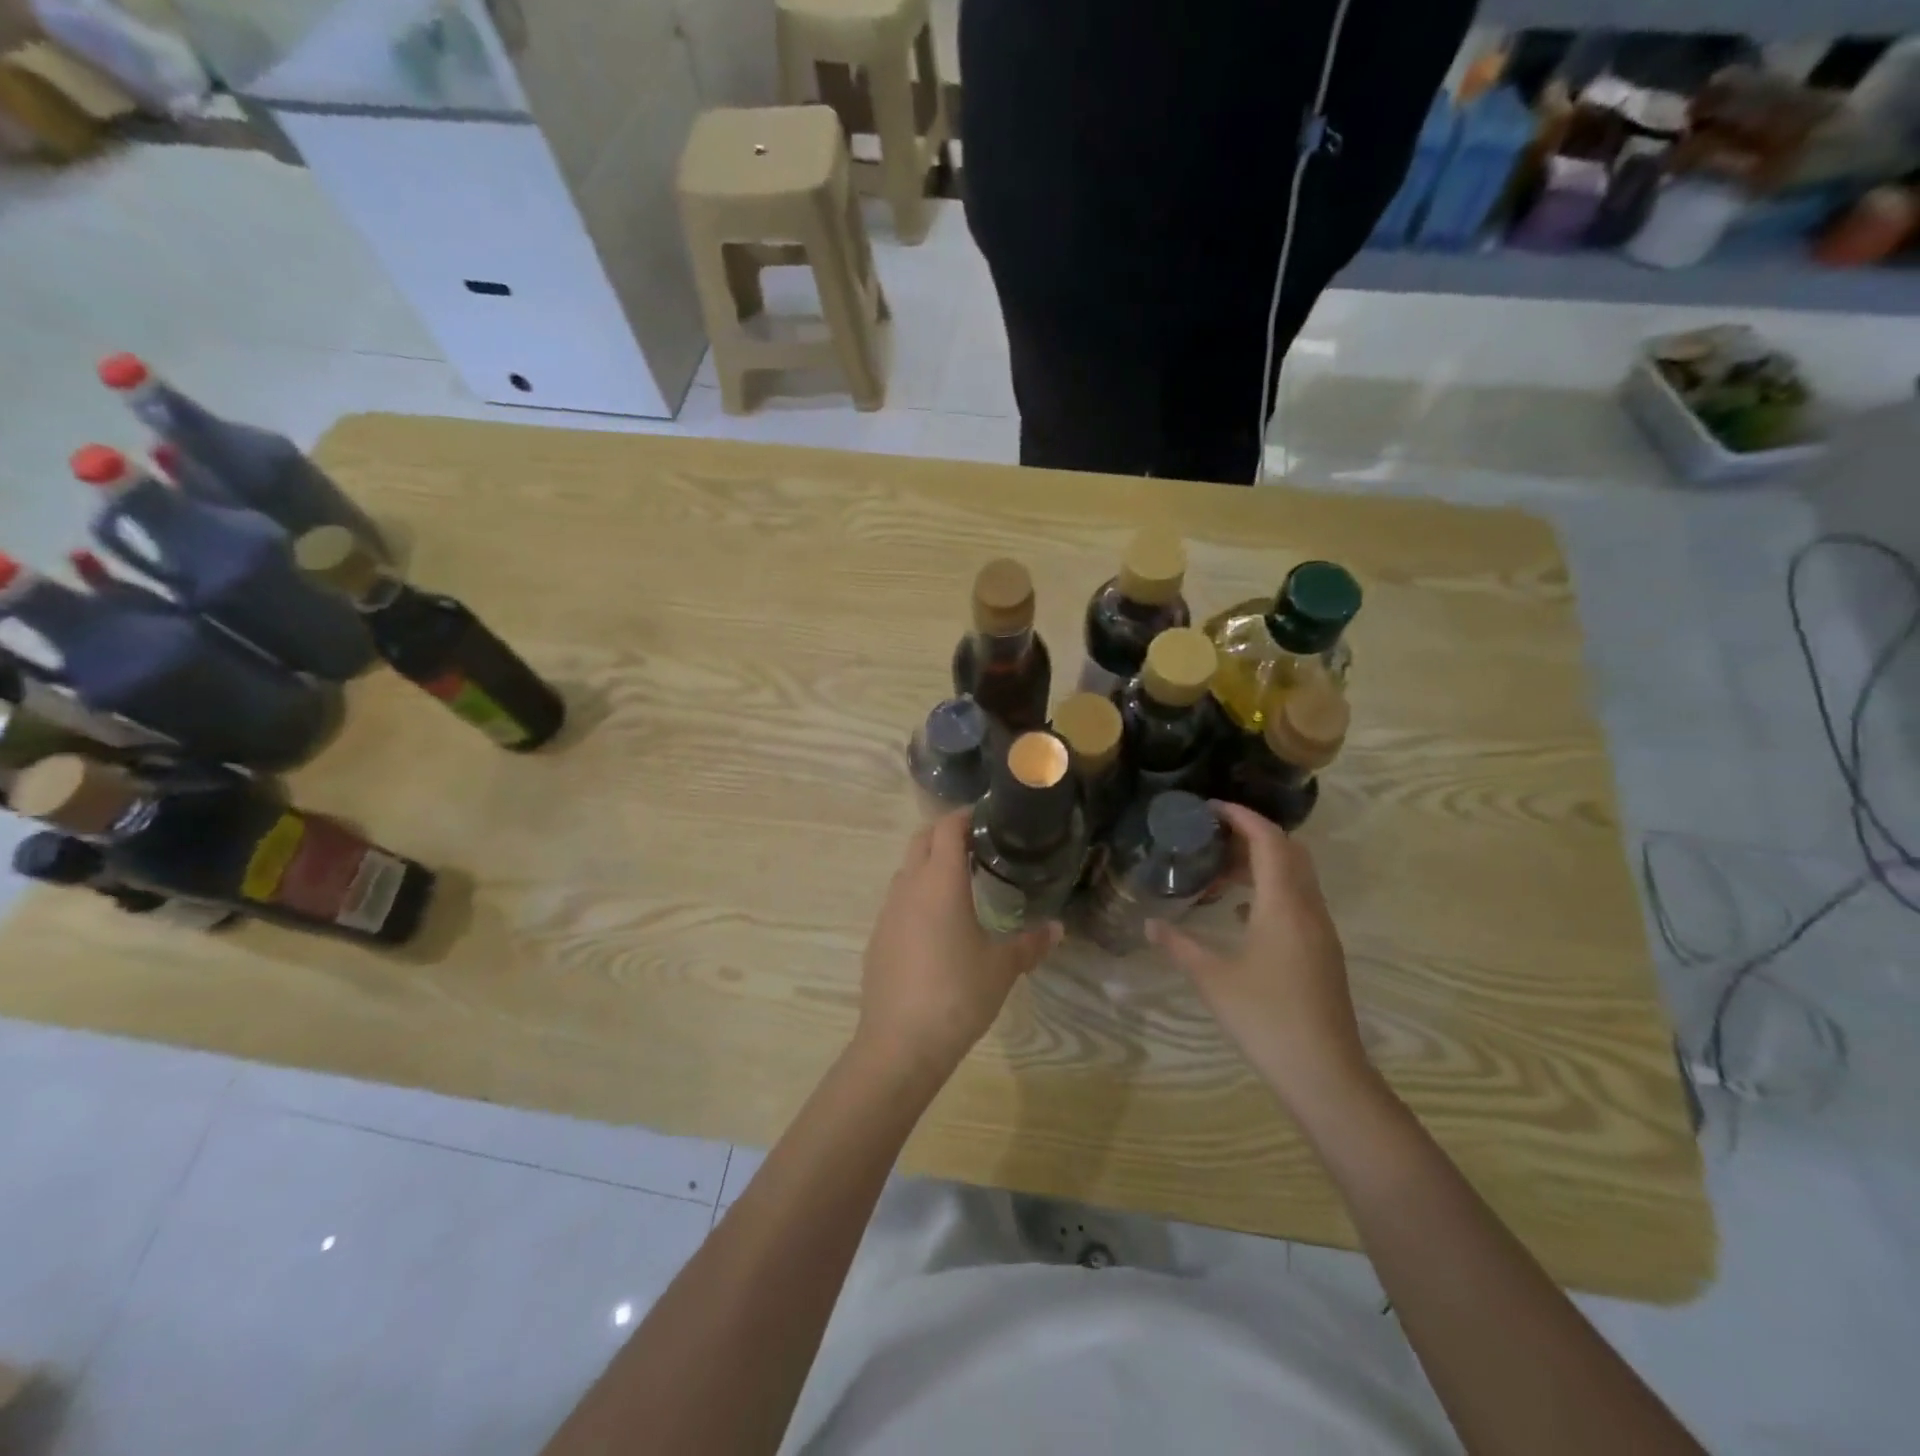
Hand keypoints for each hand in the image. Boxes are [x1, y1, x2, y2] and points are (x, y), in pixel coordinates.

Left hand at [854, 811, 1060, 1085]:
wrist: (900, 1043)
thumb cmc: (957, 994)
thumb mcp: (1002, 968)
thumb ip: (1030, 943)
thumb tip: (1057, 929)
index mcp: (940, 881)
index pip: (947, 827)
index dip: (967, 816)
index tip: (990, 819)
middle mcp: (909, 886)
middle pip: (922, 839)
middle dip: (947, 834)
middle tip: (980, 848)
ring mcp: (888, 912)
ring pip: (908, 870)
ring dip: (930, 865)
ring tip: (962, 884)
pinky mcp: (878, 937)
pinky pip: (898, 901)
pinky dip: (918, 896)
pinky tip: (938, 926)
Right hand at [1146, 801, 1372, 1116]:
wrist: (1325, 1073)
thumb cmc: (1265, 1018)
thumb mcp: (1212, 978)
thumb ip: (1179, 945)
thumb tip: (1150, 926)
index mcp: (1283, 905)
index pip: (1269, 840)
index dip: (1242, 816)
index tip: (1210, 808)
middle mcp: (1308, 908)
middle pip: (1288, 851)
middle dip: (1252, 835)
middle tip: (1211, 837)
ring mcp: (1320, 931)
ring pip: (1296, 876)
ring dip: (1262, 863)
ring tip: (1218, 872)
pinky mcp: (1322, 951)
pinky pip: (1298, 900)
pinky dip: (1271, 890)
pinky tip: (1241, 913)